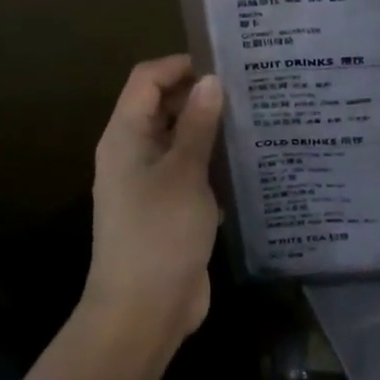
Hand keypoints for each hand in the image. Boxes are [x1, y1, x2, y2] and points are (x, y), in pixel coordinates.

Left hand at [81, 56, 224, 359]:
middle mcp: (133, 152)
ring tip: (253, 118)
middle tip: (247, 89)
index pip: (147, 79)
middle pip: (162, 105)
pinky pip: (188, 169)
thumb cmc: (160, 233)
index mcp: (126, 136)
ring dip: (208, 128)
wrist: (142, 314)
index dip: (180, 65)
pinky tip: (245, 162)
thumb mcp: (184, 172)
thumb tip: (210, 80)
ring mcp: (149, 182)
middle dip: (199, 94)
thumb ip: (197, 123)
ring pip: (178, 138)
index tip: (223, 66)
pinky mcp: (167, 207)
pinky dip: (210, 160)